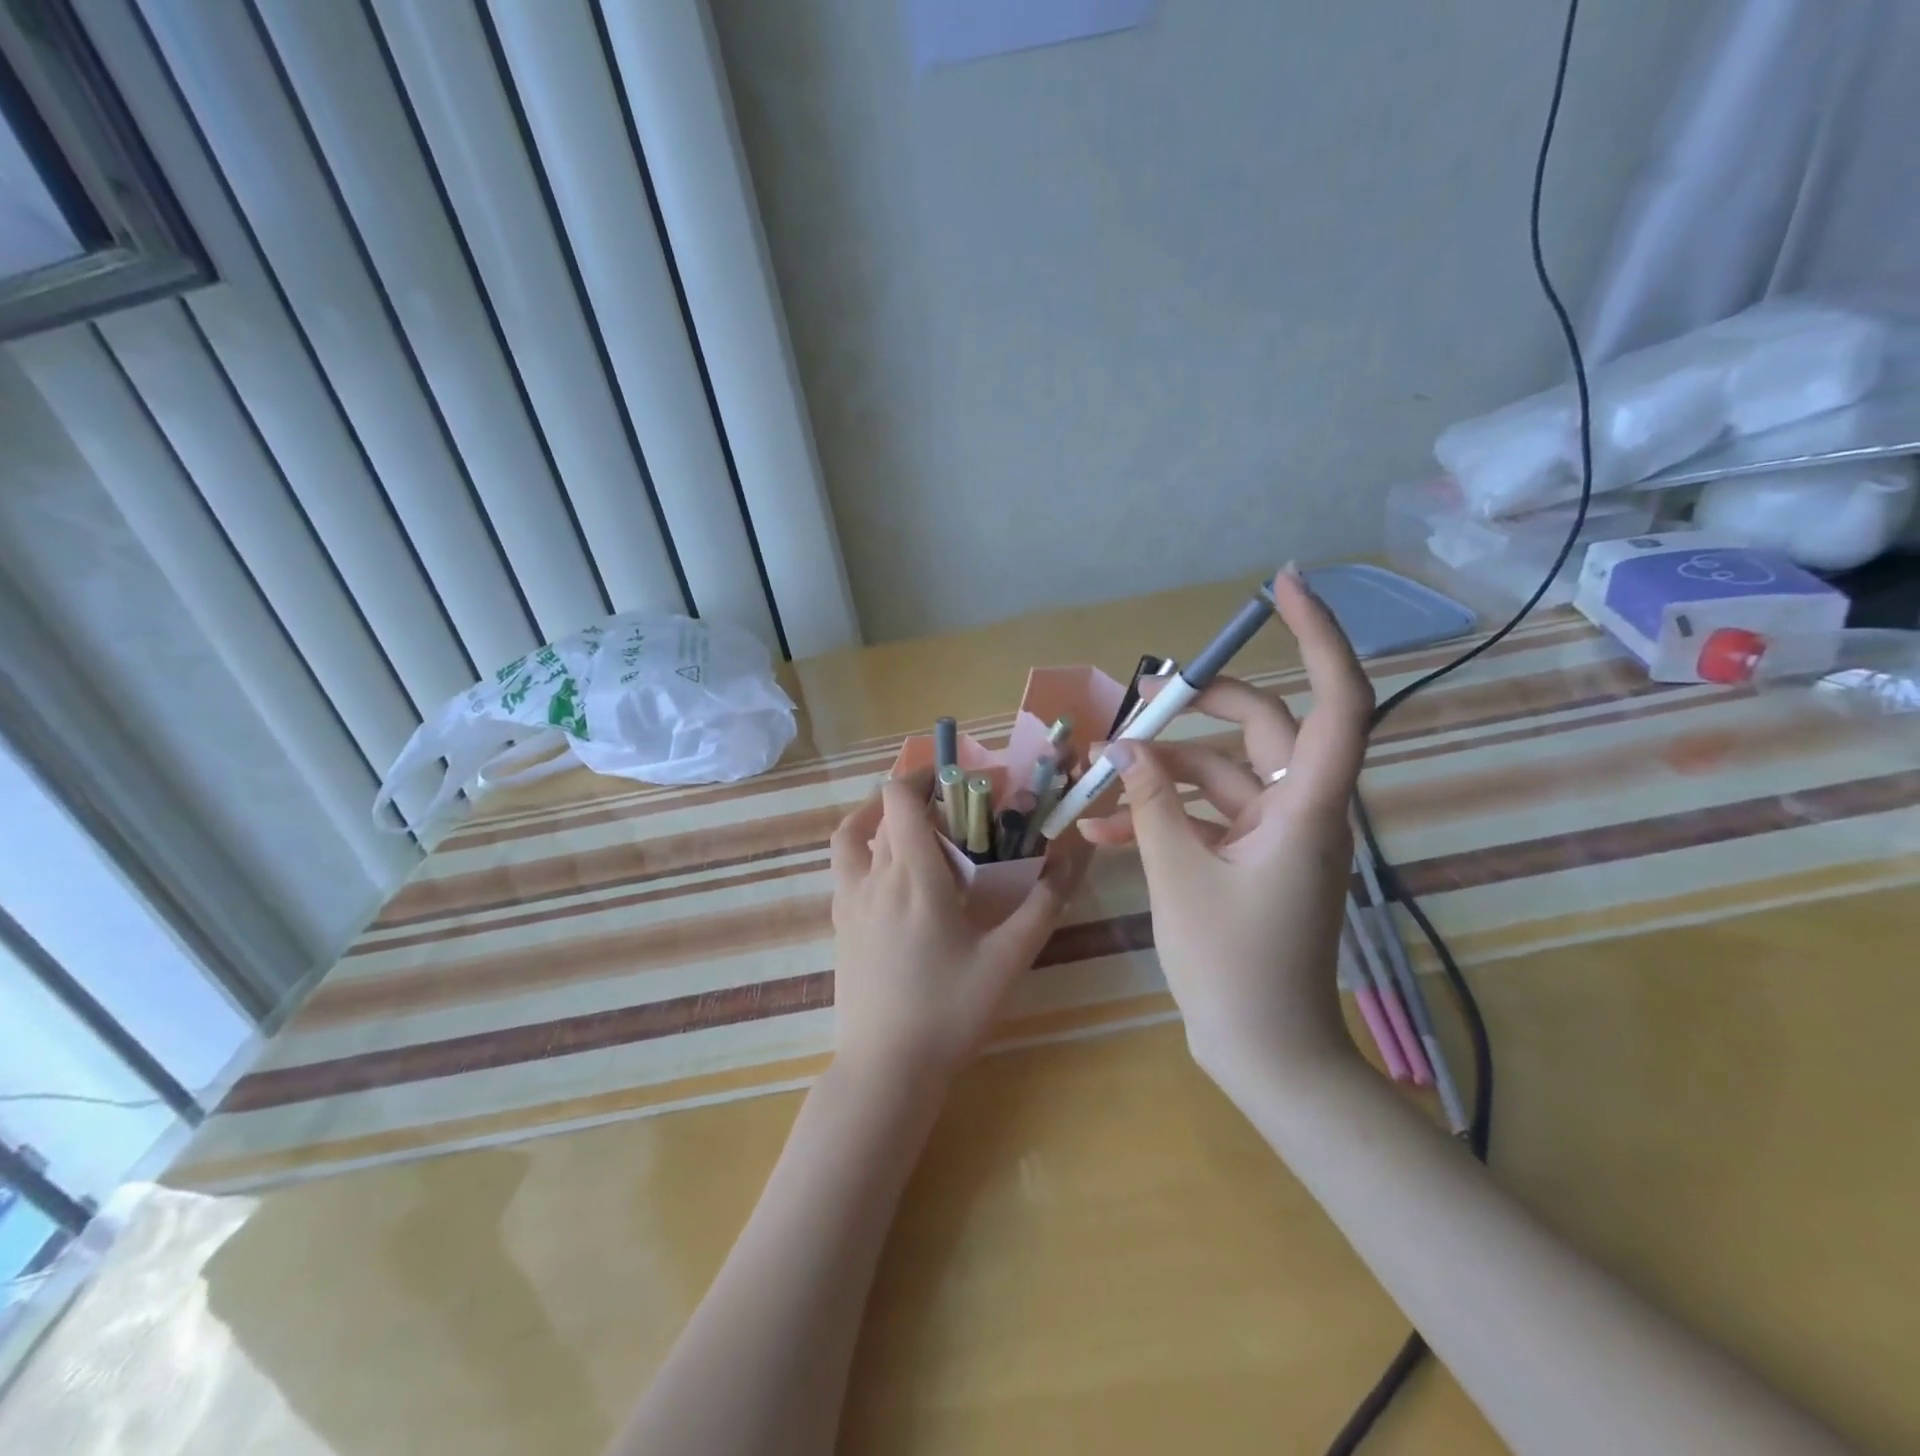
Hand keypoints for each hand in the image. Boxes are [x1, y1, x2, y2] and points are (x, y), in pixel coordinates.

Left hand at [829, 775, 1082, 1089]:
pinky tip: (891, 874)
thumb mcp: (1008, 959)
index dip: (924, 775)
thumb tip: (1073, 859)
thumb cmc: (950, 1011)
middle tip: (956, 812)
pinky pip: (844, 867)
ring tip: (914, 827)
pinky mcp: (839, 924)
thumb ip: (1043, 905)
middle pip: (884, 812)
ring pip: (854, 835)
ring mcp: (848, 900)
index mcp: (913, 875)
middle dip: (918, 798)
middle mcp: (874, 876)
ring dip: (880, 817)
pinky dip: (863, 849)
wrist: (886, 1068)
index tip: (960, 780)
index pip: (900, 797)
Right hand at [1078, 568, 1374, 1090]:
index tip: (1282, 584)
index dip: (1318, 635)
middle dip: (1198, 707)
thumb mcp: (1179, 876)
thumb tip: (1120, 747)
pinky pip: (1210, 816)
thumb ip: (1150, 803)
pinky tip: (1106, 826)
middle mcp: (1303, 809)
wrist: (1265, 1054)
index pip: (1338, 700)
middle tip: (1142, 697)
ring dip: (1163, 771)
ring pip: (1223, 773)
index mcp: (1307, 807)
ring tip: (1100, 776)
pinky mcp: (1255, 858)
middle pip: (1263, 727)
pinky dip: (1165, 813)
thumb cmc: (1233, 969)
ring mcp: (1279, 834)